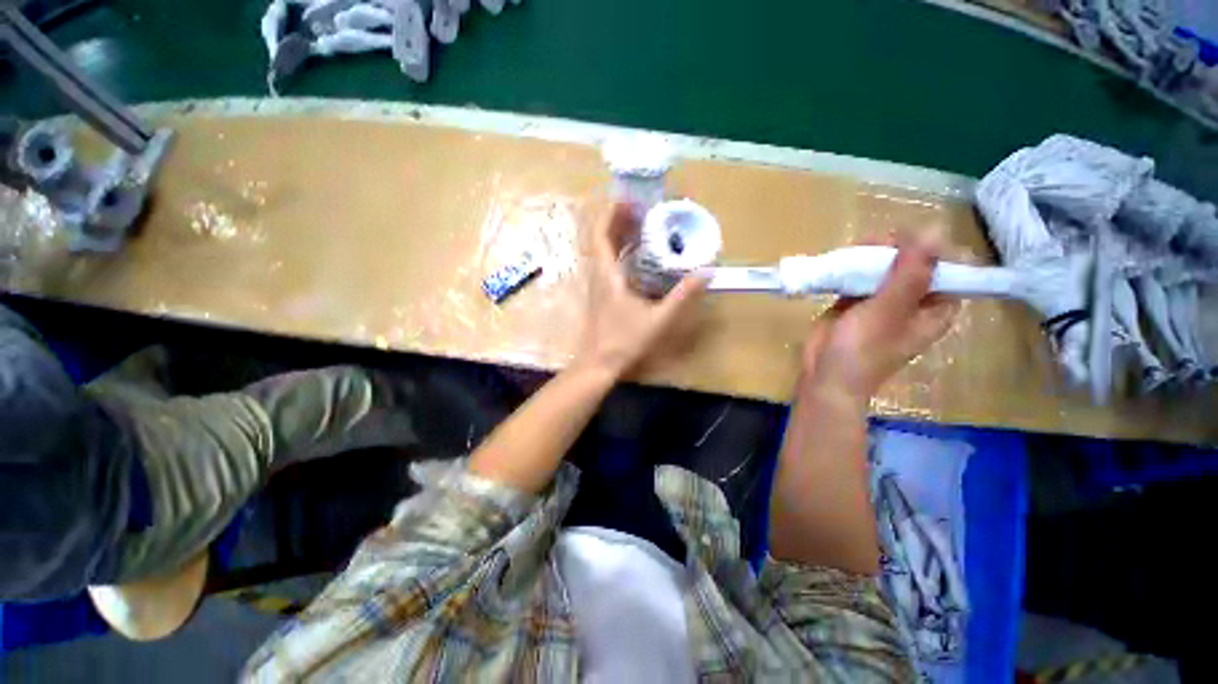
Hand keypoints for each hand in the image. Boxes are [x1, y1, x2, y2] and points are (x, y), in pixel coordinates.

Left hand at [576, 204, 707, 376]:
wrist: (598, 364)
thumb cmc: (624, 342)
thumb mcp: (658, 320)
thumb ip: (682, 297)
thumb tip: (704, 273)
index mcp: (607, 275)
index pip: (600, 234)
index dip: (611, 214)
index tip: (628, 200)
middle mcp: (599, 276)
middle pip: (601, 239)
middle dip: (618, 220)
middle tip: (642, 211)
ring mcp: (598, 286)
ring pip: (603, 252)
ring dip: (618, 236)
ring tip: (641, 228)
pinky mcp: (601, 296)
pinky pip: (608, 265)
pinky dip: (620, 253)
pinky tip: (637, 259)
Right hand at [802, 232, 959, 403]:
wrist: (825, 375)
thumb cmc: (862, 350)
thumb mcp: (889, 311)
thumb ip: (910, 274)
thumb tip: (934, 229)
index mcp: (935, 308)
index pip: (950, 267)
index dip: (933, 247)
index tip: (906, 239)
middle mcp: (913, 301)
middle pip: (915, 262)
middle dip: (897, 247)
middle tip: (873, 243)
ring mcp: (882, 302)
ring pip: (885, 267)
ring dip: (872, 254)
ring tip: (854, 248)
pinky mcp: (855, 303)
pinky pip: (860, 277)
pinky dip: (852, 267)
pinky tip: (841, 260)